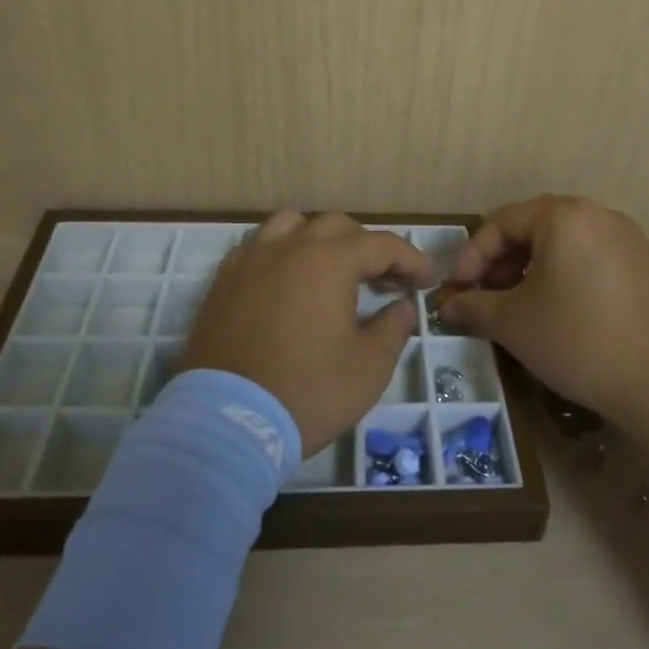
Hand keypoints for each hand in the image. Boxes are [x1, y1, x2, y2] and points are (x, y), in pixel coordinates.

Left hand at [180, 211, 429, 456]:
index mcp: (328, 261)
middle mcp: (289, 247)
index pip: (381, 244)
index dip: (410, 260)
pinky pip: (258, 246)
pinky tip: (288, 281)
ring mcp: (251, 260)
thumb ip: (393, 327)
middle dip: (368, 247)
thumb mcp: (369, 367)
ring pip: (292, 225)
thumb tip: (401, 305)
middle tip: (385, 281)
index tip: (425, 282)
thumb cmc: (307, 392)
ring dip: (321, 239)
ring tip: (333, 269)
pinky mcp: (223, 281)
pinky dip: (282, 252)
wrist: (226, 423)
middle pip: (337, 226)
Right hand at [441, 195, 648, 435]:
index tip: (458, 289)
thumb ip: (474, 306)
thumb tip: (447, 306)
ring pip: (569, 246)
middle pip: (536, 229)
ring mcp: (633, 241)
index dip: (472, 255)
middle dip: (504, 263)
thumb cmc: (579, 341)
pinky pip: (599, 263)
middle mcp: (601, 216)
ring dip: (537, 272)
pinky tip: (570, 317)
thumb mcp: (514, 324)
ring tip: (525, 308)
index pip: (502, 222)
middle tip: (488, 298)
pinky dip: (573, 280)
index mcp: (564, 216)